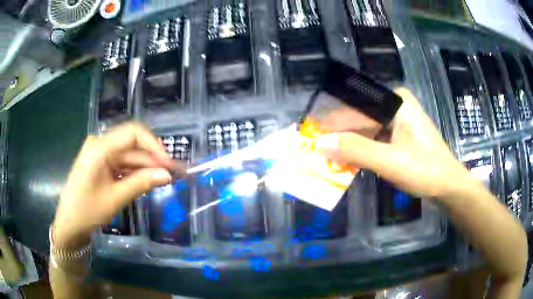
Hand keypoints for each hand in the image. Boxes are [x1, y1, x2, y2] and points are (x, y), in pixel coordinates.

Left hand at [53, 123, 174, 247]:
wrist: (69, 223)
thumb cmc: (87, 211)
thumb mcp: (115, 198)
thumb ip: (141, 183)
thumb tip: (167, 175)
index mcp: (100, 147)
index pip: (133, 133)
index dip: (154, 145)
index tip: (168, 164)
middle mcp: (100, 144)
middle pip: (132, 145)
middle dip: (152, 159)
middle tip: (172, 174)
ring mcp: (99, 153)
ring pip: (128, 155)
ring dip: (144, 167)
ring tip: (163, 179)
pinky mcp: (100, 163)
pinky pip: (121, 163)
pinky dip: (133, 172)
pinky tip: (145, 181)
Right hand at [316, 88, 472, 198]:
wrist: (448, 186)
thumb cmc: (425, 170)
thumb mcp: (390, 161)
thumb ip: (356, 150)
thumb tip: (320, 143)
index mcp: (397, 101)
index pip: (357, 107)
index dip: (333, 121)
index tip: (313, 132)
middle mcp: (397, 105)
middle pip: (362, 117)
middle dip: (341, 134)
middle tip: (317, 146)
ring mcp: (399, 120)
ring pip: (367, 129)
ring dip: (350, 143)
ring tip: (328, 155)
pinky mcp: (400, 135)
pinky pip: (375, 138)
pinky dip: (362, 150)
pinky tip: (349, 160)